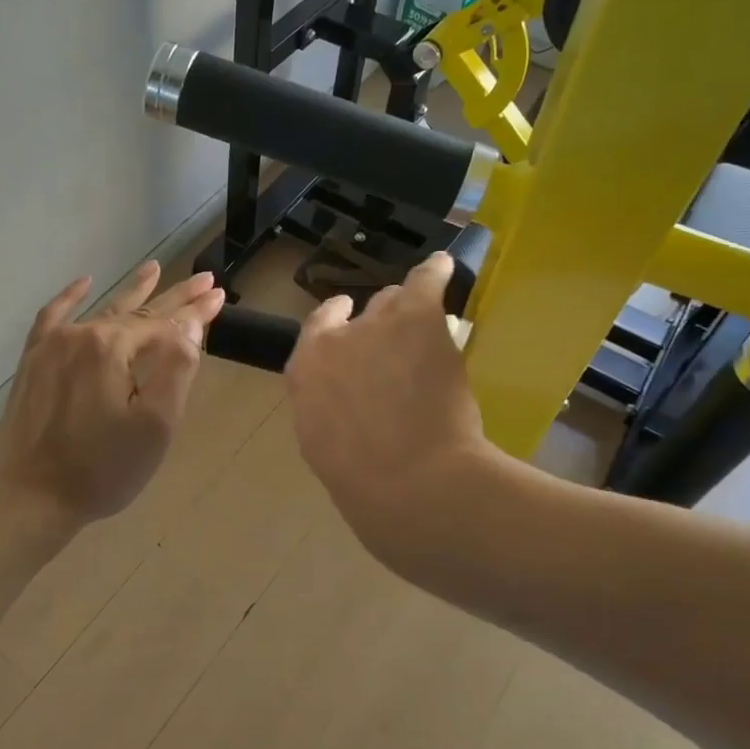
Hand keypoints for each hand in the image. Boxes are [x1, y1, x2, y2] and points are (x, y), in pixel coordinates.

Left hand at [0, 261, 225, 526]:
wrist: (31, 497)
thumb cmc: (103, 469)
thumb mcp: (155, 425)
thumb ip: (176, 367)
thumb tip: (189, 323)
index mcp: (113, 348)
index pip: (165, 322)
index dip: (195, 311)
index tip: (219, 295)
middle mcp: (83, 334)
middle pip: (137, 311)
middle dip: (173, 296)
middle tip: (203, 279)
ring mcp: (53, 346)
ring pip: (102, 310)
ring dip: (132, 292)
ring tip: (154, 269)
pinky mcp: (33, 361)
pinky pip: (53, 317)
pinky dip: (70, 298)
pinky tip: (85, 282)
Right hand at [286, 252, 494, 572]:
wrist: (408, 481)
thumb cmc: (363, 481)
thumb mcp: (323, 444)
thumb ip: (326, 409)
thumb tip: (340, 405)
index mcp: (305, 372)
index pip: (317, 332)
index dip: (335, 327)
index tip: (347, 327)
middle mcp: (334, 341)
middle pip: (359, 318)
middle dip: (377, 328)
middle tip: (399, 352)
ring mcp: (375, 324)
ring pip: (393, 303)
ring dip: (406, 316)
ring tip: (427, 334)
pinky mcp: (416, 317)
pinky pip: (426, 279)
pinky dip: (436, 272)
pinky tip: (444, 266)